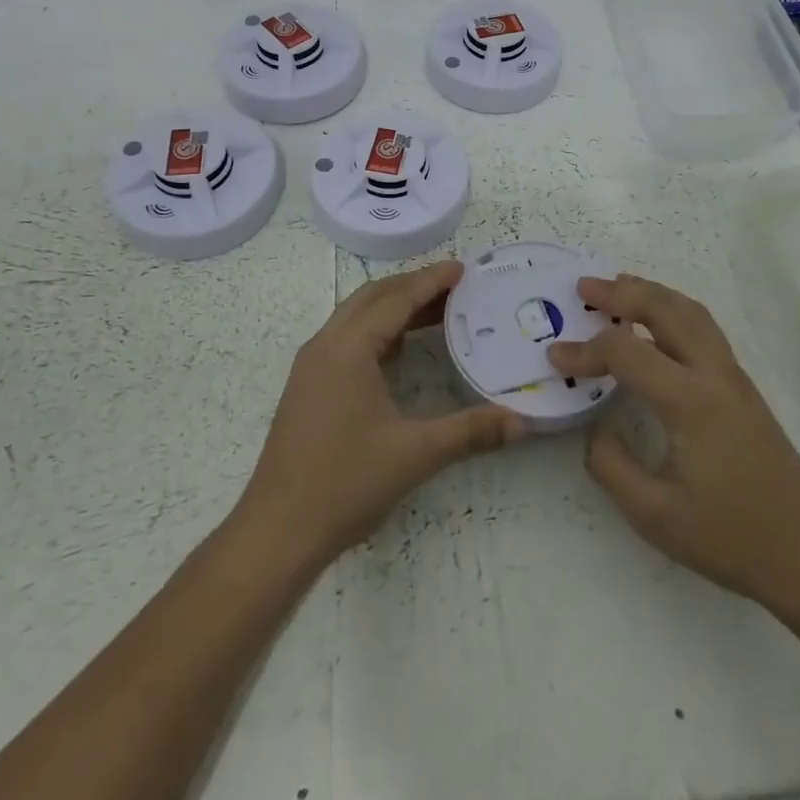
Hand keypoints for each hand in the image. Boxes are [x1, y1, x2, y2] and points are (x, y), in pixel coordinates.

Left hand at [236, 260, 521, 568]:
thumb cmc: (345, 483)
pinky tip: (400, 349)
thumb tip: (522, 422)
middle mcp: (326, 345)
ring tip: (436, 311)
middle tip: (455, 287)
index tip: (463, 268)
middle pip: (373, 297)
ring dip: (394, 307)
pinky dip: (377, 329)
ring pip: (356, 316)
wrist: (277, 531)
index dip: (431, 280)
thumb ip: (471, 432)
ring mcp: (311, 366)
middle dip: (413, 286)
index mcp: (349, 348)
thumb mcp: (415, 454)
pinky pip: (346, 338)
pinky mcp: (307, 387)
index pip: (396, 298)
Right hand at [548, 275, 799, 613]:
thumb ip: (610, 465)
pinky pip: (704, 328)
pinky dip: (672, 310)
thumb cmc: (730, 539)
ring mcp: (734, 377)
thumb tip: (596, 427)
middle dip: (621, 292)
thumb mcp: (654, 515)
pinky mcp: (744, 388)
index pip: (626, 353)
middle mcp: (714, 374)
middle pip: (665, 308)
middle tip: (584, 287)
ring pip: (691, 312)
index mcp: (690, 401)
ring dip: (651, 293)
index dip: (585, 349)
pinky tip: (656, 326)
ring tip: (618, 289)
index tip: (554, 357)